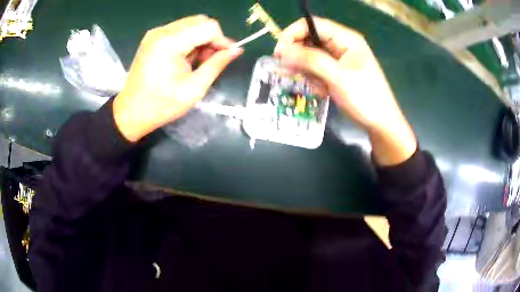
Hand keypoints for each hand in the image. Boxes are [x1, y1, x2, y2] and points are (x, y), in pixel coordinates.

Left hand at [113, 15, 242, 141]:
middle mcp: (162, 31)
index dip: (222, 40)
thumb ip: (217, 65)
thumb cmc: (161, 105)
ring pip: (191, 24)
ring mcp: (156, 33)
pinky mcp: (153, 37)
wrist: (130, 112)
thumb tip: (236, 50)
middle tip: (211, 60)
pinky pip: (180, 30)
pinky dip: (189, 40)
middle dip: (212, 38)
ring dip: (201, 39)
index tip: (227, 56)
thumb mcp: (194, 89)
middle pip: (200, 21)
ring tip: (198, 61)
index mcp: (170, 43)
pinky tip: (186, 57)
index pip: (208, 27)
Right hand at [274, 17, 416, 164]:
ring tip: (318, 87)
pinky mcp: (338, 70)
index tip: (279, 52)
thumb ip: (310, 60)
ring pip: (311, 55)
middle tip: (294, 73)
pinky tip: (323, 91)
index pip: (312, 24)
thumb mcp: (337, 77)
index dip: (293, 33)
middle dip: (300, 56)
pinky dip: (315, 78)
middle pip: (310, 39)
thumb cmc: (365, 98)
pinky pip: (317, 68)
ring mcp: (340, 58)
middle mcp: (342, 44)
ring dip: (308, 70)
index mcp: (346, 38)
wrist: (381, 123)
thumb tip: (282, 50)